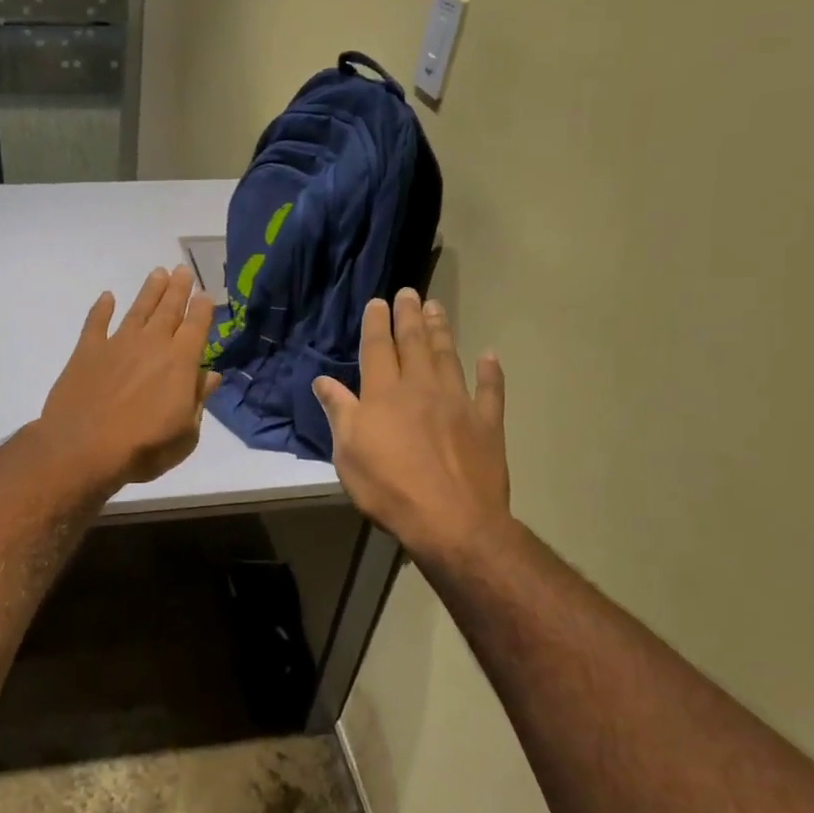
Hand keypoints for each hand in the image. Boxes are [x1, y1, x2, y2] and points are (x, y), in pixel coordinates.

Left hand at [38, 266, 223, 488]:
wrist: (83, 449)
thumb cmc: (143, 448)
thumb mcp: (186, 434)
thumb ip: (199, 400)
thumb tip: (212, 376)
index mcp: (181, 362)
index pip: (197, 326)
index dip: (203, 309)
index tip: (205, 294)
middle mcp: (152, 344)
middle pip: (169, 309)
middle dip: (178, 289)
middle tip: (183, 270)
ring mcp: (117, 343)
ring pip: (138, 309)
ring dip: (149, 290)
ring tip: (158, 273)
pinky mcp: (87, 351)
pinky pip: (96, 322)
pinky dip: (101, 308)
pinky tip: (107, 297)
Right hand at [312, 288, 513, 568]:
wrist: (452, 520)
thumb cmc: (388, 487)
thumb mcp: (347, 453)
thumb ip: (339, 412)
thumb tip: (322, 380)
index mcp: (383, 394)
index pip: (377, 349)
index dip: (377, 324)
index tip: (379, 301)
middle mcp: (420, 388)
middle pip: (414, 344)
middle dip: (410, 316)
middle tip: (410, 292)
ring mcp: (458, 403)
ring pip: (448, 357)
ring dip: (441, 331)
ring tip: (437, 307)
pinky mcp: (486, 424)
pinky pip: (490, 391)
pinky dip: (491, 372)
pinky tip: (490, 356)